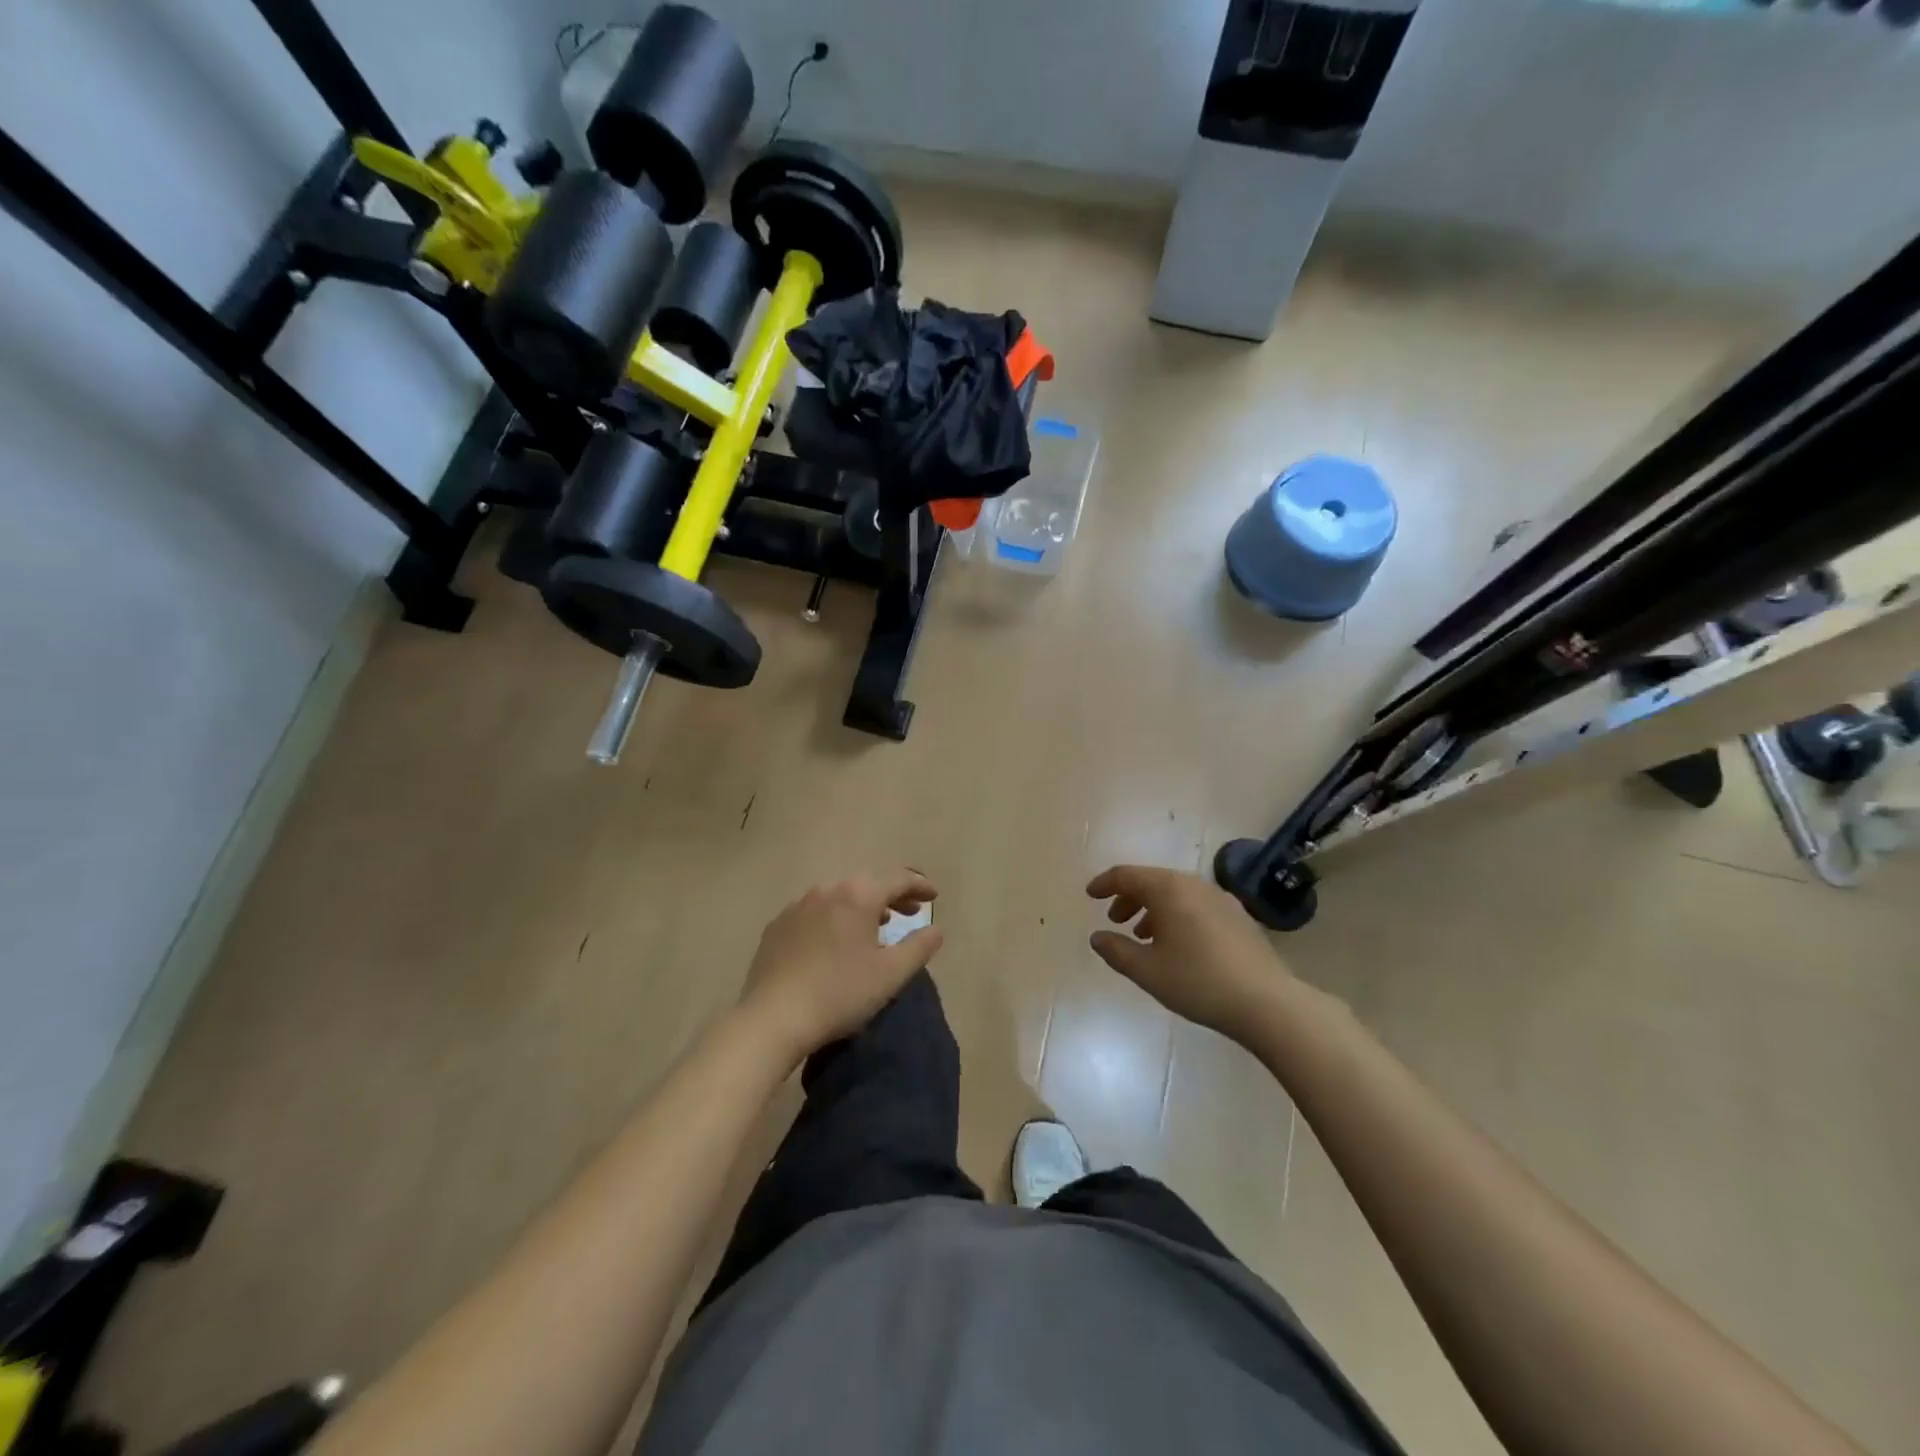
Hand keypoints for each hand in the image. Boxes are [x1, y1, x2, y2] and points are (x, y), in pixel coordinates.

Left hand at [739, 871, 942, 1060]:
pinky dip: (831, 919)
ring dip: (859, 907)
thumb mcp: (891, 974)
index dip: (919, 886)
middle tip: (907, 913)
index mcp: (858, 896)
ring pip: (838, 897)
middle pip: (866, 885)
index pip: (898, 880)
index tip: (933, 896)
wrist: (773, 1018)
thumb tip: (936, 929)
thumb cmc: (840, 993)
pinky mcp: (776, 926)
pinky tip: (832, 943)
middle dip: (890, 896)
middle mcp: (827, 890)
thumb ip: (919, 947)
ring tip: (872, 927)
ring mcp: (797, 906)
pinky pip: (813, 913)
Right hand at [1086, 865, 1288, 1045]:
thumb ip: (1117, 951)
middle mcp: (1193, 884)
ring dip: (1153, 908)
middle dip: (1129, 897)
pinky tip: (1178, 944)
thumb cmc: (1198, 982)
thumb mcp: (1148, 971)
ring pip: (1175, 893)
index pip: (1127, 875)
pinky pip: (1195, 904)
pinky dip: (1177, 914)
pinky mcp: (1238, 915)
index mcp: (1168, 889)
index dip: (1104, 884)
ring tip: (1143, 936)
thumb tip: (1098, 937)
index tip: (1089, 895)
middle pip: (1152, 881)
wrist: (1267, 1002)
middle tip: (1115, 919)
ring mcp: (1219, 898)